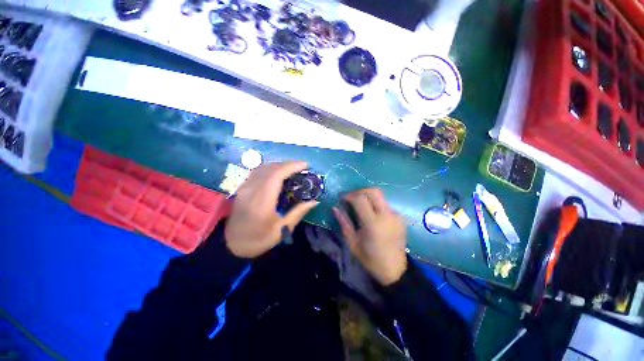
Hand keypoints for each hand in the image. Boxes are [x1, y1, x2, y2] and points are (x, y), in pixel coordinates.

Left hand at [225, 161, 318, 257]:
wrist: (231, 245)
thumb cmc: (258, 239)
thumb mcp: (282, 230)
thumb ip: (298, 213)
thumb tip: (314, 201)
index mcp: (262, 202)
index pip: (276, 176)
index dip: (291, 167)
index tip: (305, 165)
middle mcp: (252, 190)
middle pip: (271, 168)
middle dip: (288, 164)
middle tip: (302, 167)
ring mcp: (245, 188)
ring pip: (263, 168)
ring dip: (279, 165)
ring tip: (292, 169)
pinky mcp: (242, 188)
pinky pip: (257, 172)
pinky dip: (270, 168)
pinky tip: (277, 173)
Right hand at [333, 189, 407, 285]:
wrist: (395, 271)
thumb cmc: (370, 259)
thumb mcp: (353, 243)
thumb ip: (344, 223)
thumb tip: (335, 208)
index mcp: (373, 223)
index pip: (360, 199)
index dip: (349, 195)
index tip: (342, 198)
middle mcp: (387, 216)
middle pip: (374, 191)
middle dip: (360, 191)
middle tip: (351, 198)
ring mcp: (396, 216)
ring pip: (380, 196)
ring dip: (368, 196)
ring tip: (359, 205)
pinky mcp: (400, 218)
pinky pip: (385, 204)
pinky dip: (376, 204)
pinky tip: (371, 213)